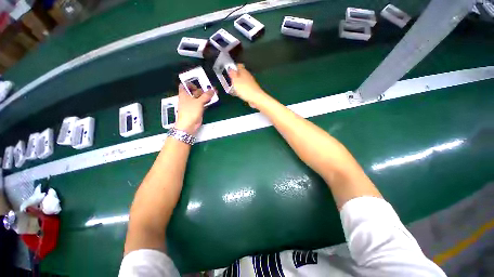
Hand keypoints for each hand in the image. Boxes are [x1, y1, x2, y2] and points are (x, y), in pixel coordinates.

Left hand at [175, 84, 213, 134]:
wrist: (189, 125)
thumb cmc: (190, 111)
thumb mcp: (199, 102)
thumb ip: (206, 95)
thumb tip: (212, 90)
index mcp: (184, 94)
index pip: (184, 85)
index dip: (190, 83)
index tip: (197, 84)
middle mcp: (187, 98)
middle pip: (194, 91)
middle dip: (202, 90)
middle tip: (210, 89)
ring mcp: (192, 105)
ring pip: (199, 98)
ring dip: (205, 96)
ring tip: (213, 94)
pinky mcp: (196, 110)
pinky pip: (202, 104)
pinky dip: (206, 102)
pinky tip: (211, 101)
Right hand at [228, 64, 267, 108]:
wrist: (256, 98)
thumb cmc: (245, 89)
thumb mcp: (235, 80)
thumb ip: (232, 74)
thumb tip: (230, 69)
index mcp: (243, 71)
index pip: (238, 65)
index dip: (233, 67)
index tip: (229, 71)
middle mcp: (248, 75)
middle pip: (240, 73)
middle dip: (235, 76)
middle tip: (230, 81)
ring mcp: (251, 82)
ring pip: (243, 80)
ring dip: (238, 83)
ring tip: (234, 88)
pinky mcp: (252, 89)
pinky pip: (245, 87)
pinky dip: (242, 89)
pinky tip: (240, 93)